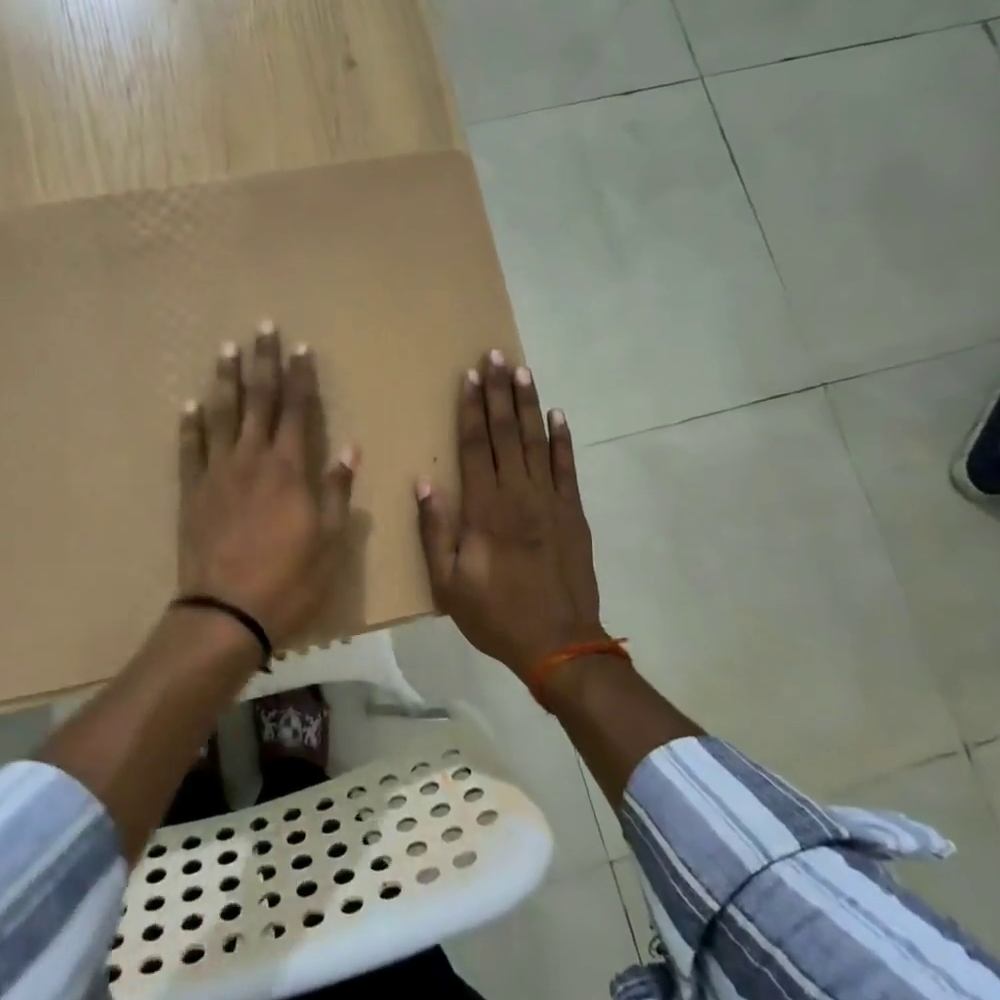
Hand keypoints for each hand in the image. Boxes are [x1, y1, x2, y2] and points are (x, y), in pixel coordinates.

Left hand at [178, 323, 356, 645]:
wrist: (226, 612)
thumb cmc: (289, 581)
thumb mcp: (329, 542)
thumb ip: (336, 491)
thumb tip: (349, 448)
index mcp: (290, 469)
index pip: (298, 410)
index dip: (301, 377)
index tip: (301, 347)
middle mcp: (252, 459)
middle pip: (258, 400)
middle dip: (263, 363)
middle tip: (263, 329)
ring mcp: (218, 473)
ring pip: (222, 415)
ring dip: (226, 380)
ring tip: (226, 350)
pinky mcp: (192, 491)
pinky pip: (190, 449)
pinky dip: (191, 424)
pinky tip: (191, 404)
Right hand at [416, 351, 607, 675]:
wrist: (560, 643)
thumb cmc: (495, 615)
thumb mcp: (448, 583)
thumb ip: (435, 531)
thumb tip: (425, 483)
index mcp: (484, 510)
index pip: (475, 447)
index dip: (471, 409)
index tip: (470, 376)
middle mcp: (518, 495)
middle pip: (507, 434)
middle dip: (500, 392)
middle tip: (496, 356)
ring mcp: (551, 501)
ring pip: (537, 442)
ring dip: (529, 405)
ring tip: (523, 371)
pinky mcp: (574, 513)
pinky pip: (567, 468)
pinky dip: (563, 440)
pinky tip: (558, 416)